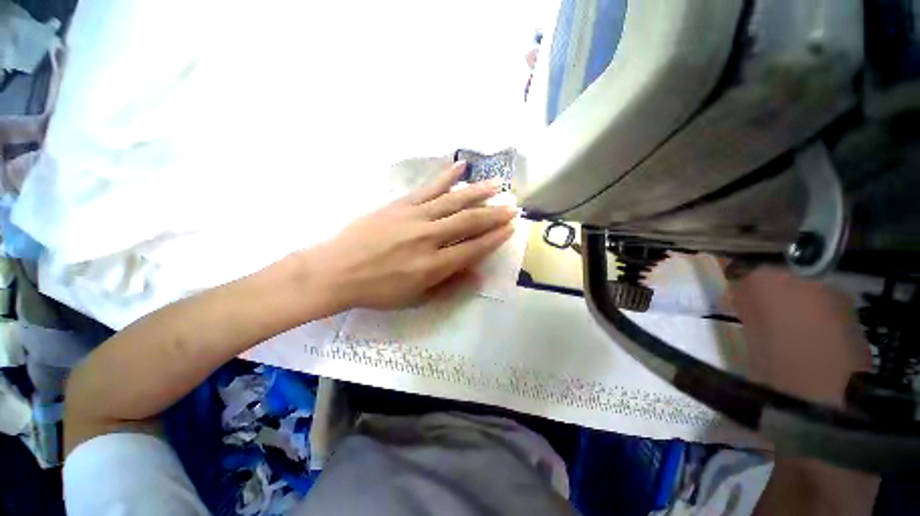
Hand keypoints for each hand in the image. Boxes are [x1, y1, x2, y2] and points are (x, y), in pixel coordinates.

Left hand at [304, 161, 515, 310]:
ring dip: (478, 193)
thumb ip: (449, 285)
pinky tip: (460, 166)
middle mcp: (428, 238)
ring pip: (453, 201)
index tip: (510, 229)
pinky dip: (446, 176)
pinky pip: (428, 187)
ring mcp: (414, 217)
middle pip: (468, 222)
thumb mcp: (415, 297)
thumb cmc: (377, 290)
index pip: (472, 249)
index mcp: (432, 265)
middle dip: (493, 215)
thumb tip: (478, 276)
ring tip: (497, 185)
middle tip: (512, 207)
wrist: (336, 270)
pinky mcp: (400, 204)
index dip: (493, 239)